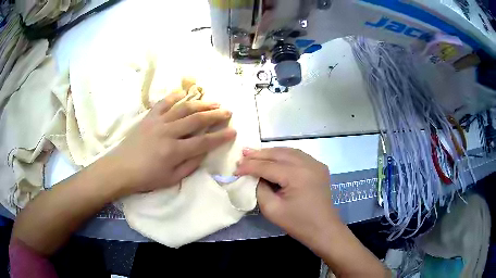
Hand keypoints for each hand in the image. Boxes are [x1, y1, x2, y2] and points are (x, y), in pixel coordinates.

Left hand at [107, 90, 235, 195]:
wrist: (121, 168)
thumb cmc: (146, 178)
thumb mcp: (171, 179)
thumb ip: (190, 165)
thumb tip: (203, 152)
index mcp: (174, 151)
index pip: (204, 141)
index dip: (220, 136)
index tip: (233, 131)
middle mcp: (168, 132)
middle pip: (196, 120)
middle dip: (215, 115)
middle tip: (227, 111)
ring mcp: (158, 122)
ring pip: (183, 108)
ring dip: (200, 103)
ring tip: (213, 102)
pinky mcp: (149, 118)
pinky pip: (163, 102)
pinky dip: (175, 96)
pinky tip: (184, 92)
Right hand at [235, 147, 340, 247]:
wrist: (323, 229)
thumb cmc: (297, 223)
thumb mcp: (272, 209)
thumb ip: (260, 188)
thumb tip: (254, 176)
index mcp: (296, 175)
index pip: (267, 166)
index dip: (249, 167)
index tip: (235, 169)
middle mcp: (307, 163)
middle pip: (278, 154)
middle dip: (258, 154)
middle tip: (242, 154)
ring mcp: (316, 163)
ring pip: (288, 151)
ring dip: (271, 152)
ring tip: (255, 154)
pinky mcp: (319, 167)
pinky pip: (298, 156)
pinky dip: (284, 155)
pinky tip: (274, 157)